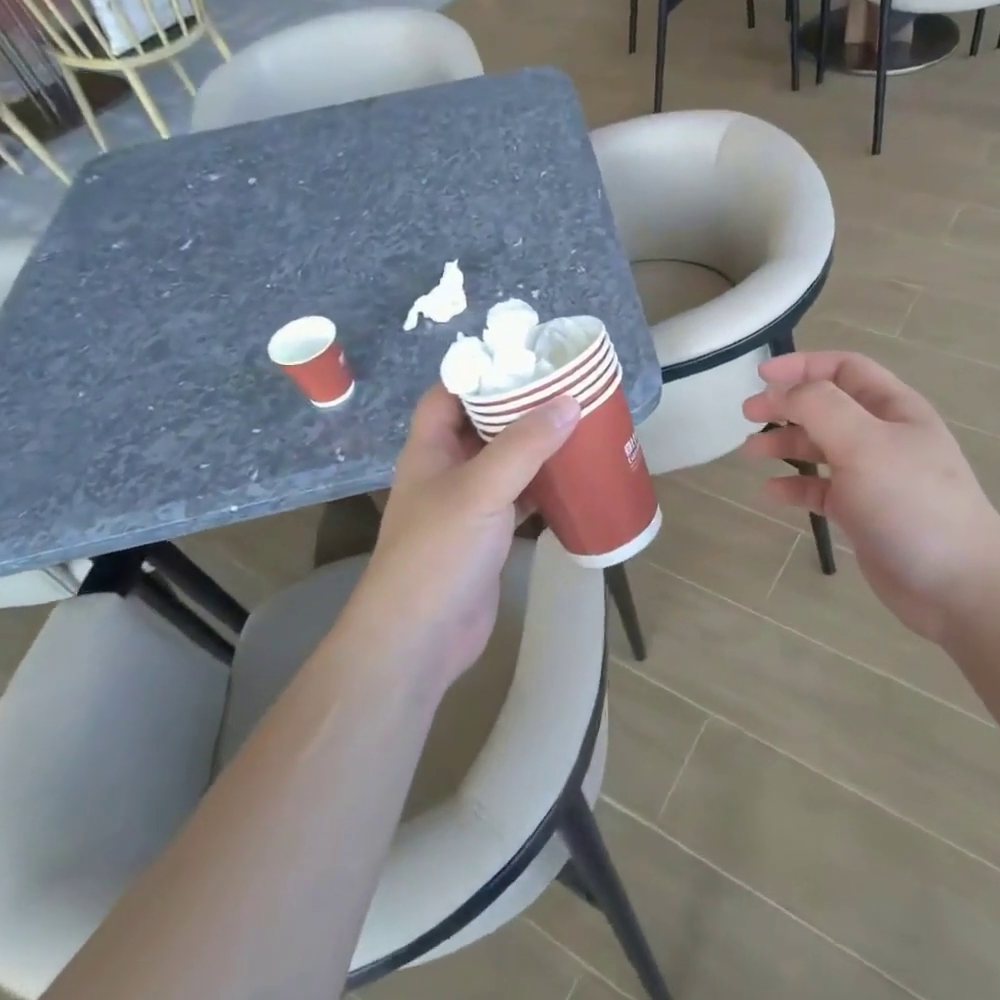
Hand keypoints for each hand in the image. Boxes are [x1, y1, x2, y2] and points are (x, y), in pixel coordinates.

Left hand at [346, 387, 577, 691]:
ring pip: (506, 463)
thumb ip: (524, 445)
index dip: (480, 374)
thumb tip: (568, 402)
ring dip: (537, 448)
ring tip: (579, 426)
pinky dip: (544, 487)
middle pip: (484, 425)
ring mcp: (467, 506)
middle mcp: (446, 471)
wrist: (420, 638)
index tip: (524, 360)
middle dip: (521, 409)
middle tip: (567, 391)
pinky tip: (575, 479)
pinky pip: (519, 499)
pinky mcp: (488, 536)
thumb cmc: (438, 553)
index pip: (449, 395)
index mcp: (430, 449)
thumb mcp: (481, 489)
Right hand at [742, 351, 999, 643]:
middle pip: (828, 407)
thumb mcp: (865, 444)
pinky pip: (822, 490)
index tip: (762, 376)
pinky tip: (772, 493)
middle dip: (787, 405)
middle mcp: (884, 436)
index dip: (803, 365)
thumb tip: (784, 391)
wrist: (958, 586)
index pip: (845, 369)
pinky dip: (796, 486)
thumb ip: (821, 407)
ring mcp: (874, 477)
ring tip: (750, 453)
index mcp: (894, 409)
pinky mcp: (864, 513)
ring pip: (821, 448)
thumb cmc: (912, 504)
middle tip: (748, 414)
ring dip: (786, 445)